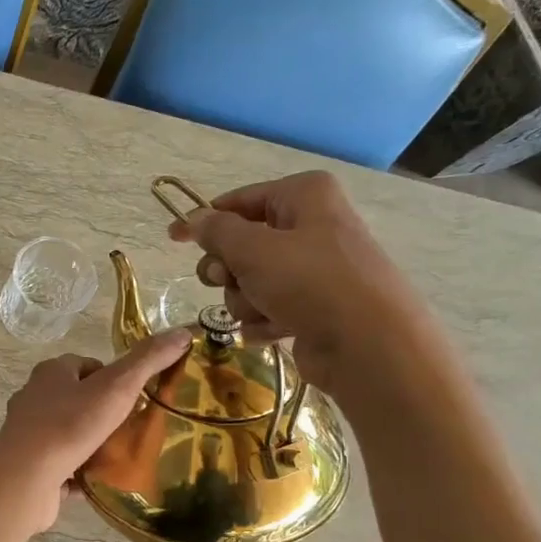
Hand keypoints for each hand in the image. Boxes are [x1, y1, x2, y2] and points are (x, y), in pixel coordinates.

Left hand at [0, 330, 192, 529]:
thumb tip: (184, 333)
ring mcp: (29, 435)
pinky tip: (101, 481)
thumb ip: (148, 360)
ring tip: (122, 455)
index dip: (114, 377)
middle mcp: (34, 398)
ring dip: (92, 443)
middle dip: (104, 412)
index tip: (136, 396)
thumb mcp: (116, 387)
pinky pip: (61, 466)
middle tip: (134, 427)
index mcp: (51, 373)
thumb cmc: (69, 425)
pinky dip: (79, 472)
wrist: (25, 478)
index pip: (87, 365)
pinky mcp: (29, 466)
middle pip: (77, 399)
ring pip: (69, 434)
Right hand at [166, 171, 441, 402]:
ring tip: (263, 311)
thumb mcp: (253, 249)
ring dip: (245, 301)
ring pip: (251, 282)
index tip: (173, 237)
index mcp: (304, 196)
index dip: (203, 220)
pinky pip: (269, 309)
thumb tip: (194, 220)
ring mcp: (315, 270)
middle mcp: (312, 226)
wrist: (368, 345)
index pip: (239, 200)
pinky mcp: (315, 307)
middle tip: (226, 280)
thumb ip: (216, 232)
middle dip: (228, 270)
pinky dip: (264, 321)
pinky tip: (274, 331)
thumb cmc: (310, 282)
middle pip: (242, 245)